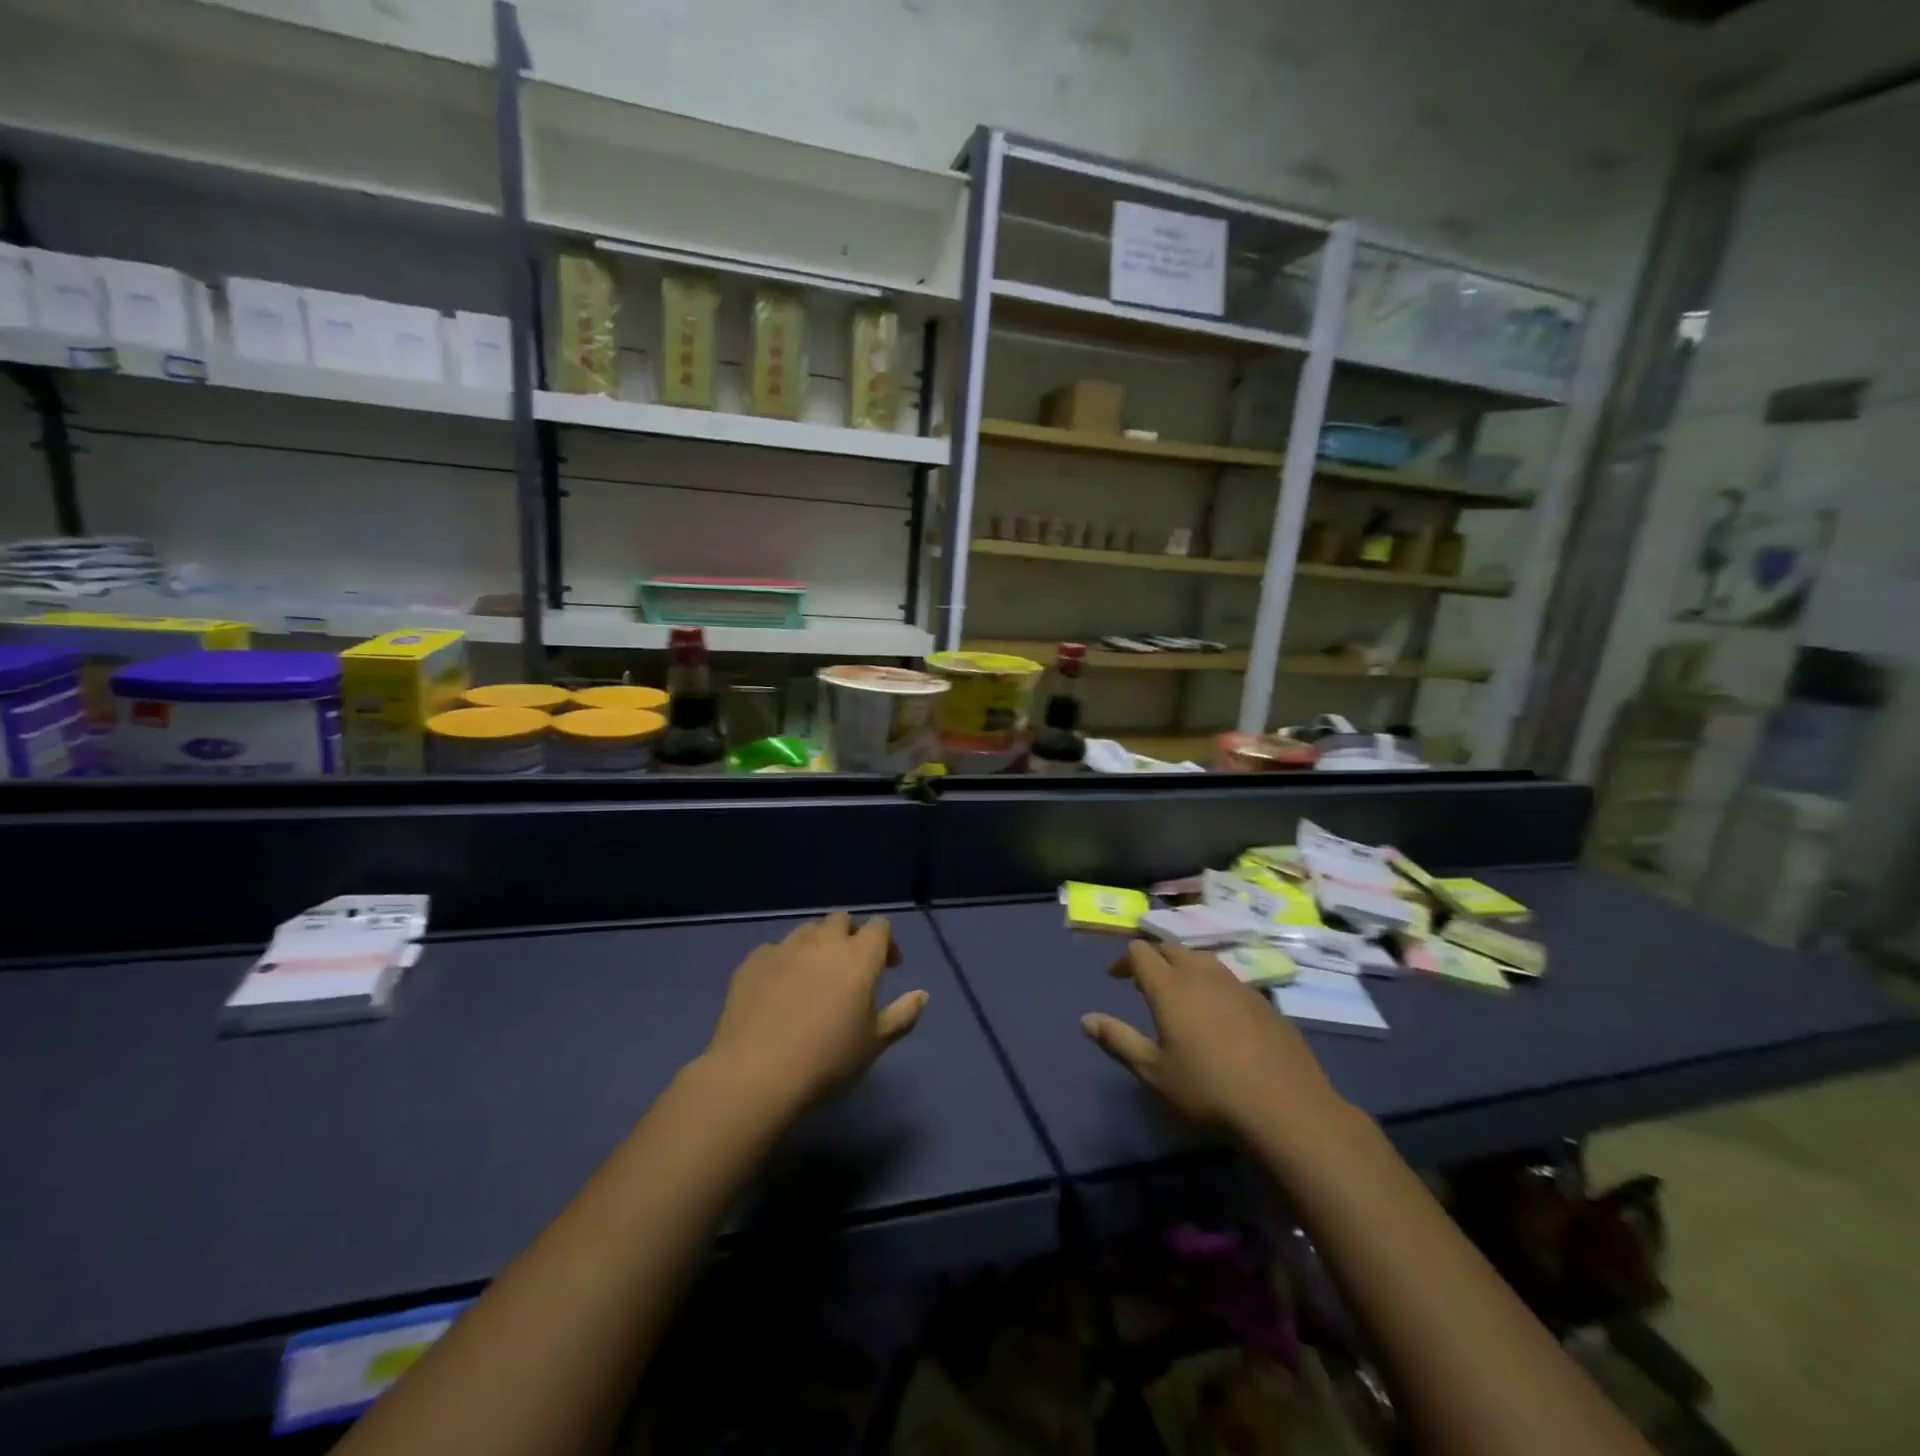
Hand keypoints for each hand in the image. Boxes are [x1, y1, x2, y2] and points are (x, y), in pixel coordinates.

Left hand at [702, 912, 927, 1113]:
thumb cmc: (828, 1059)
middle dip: (851, 934)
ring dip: (818, 943)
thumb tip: (922, 994)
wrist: (757, 1073)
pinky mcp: (753, 962)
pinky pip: (775, 949)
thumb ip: (903, 1015)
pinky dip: (784, 960)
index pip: (879, 926)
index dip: (886, 940)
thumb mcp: (874, 1043)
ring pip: (807, 929)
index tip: (889, 965)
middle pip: (841, 920)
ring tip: (815, 973)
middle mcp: (823, 942)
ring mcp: (785, 948)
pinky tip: (780, 986)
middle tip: (852, 964)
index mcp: (859, 956)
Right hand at [1081, 940, 1345, 1136]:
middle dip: (1154, 959)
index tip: (1116, 978)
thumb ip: (1118, 1041)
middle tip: (1144, 984)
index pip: (1140, 951)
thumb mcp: (1154, 1072)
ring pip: (1203, 959)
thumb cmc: (1208, 1090)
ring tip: (1181, 994)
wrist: (1285, 1108)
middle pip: (1171, 948)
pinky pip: (1230, 979)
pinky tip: (1219, 1016)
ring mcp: (1237, 985)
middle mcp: (1202, 974)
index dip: (1124, 960)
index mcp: (1170, 986)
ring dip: (1185, 968)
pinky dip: (1213, 985)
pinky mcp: (1264, 1001)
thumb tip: (1085, 1020)